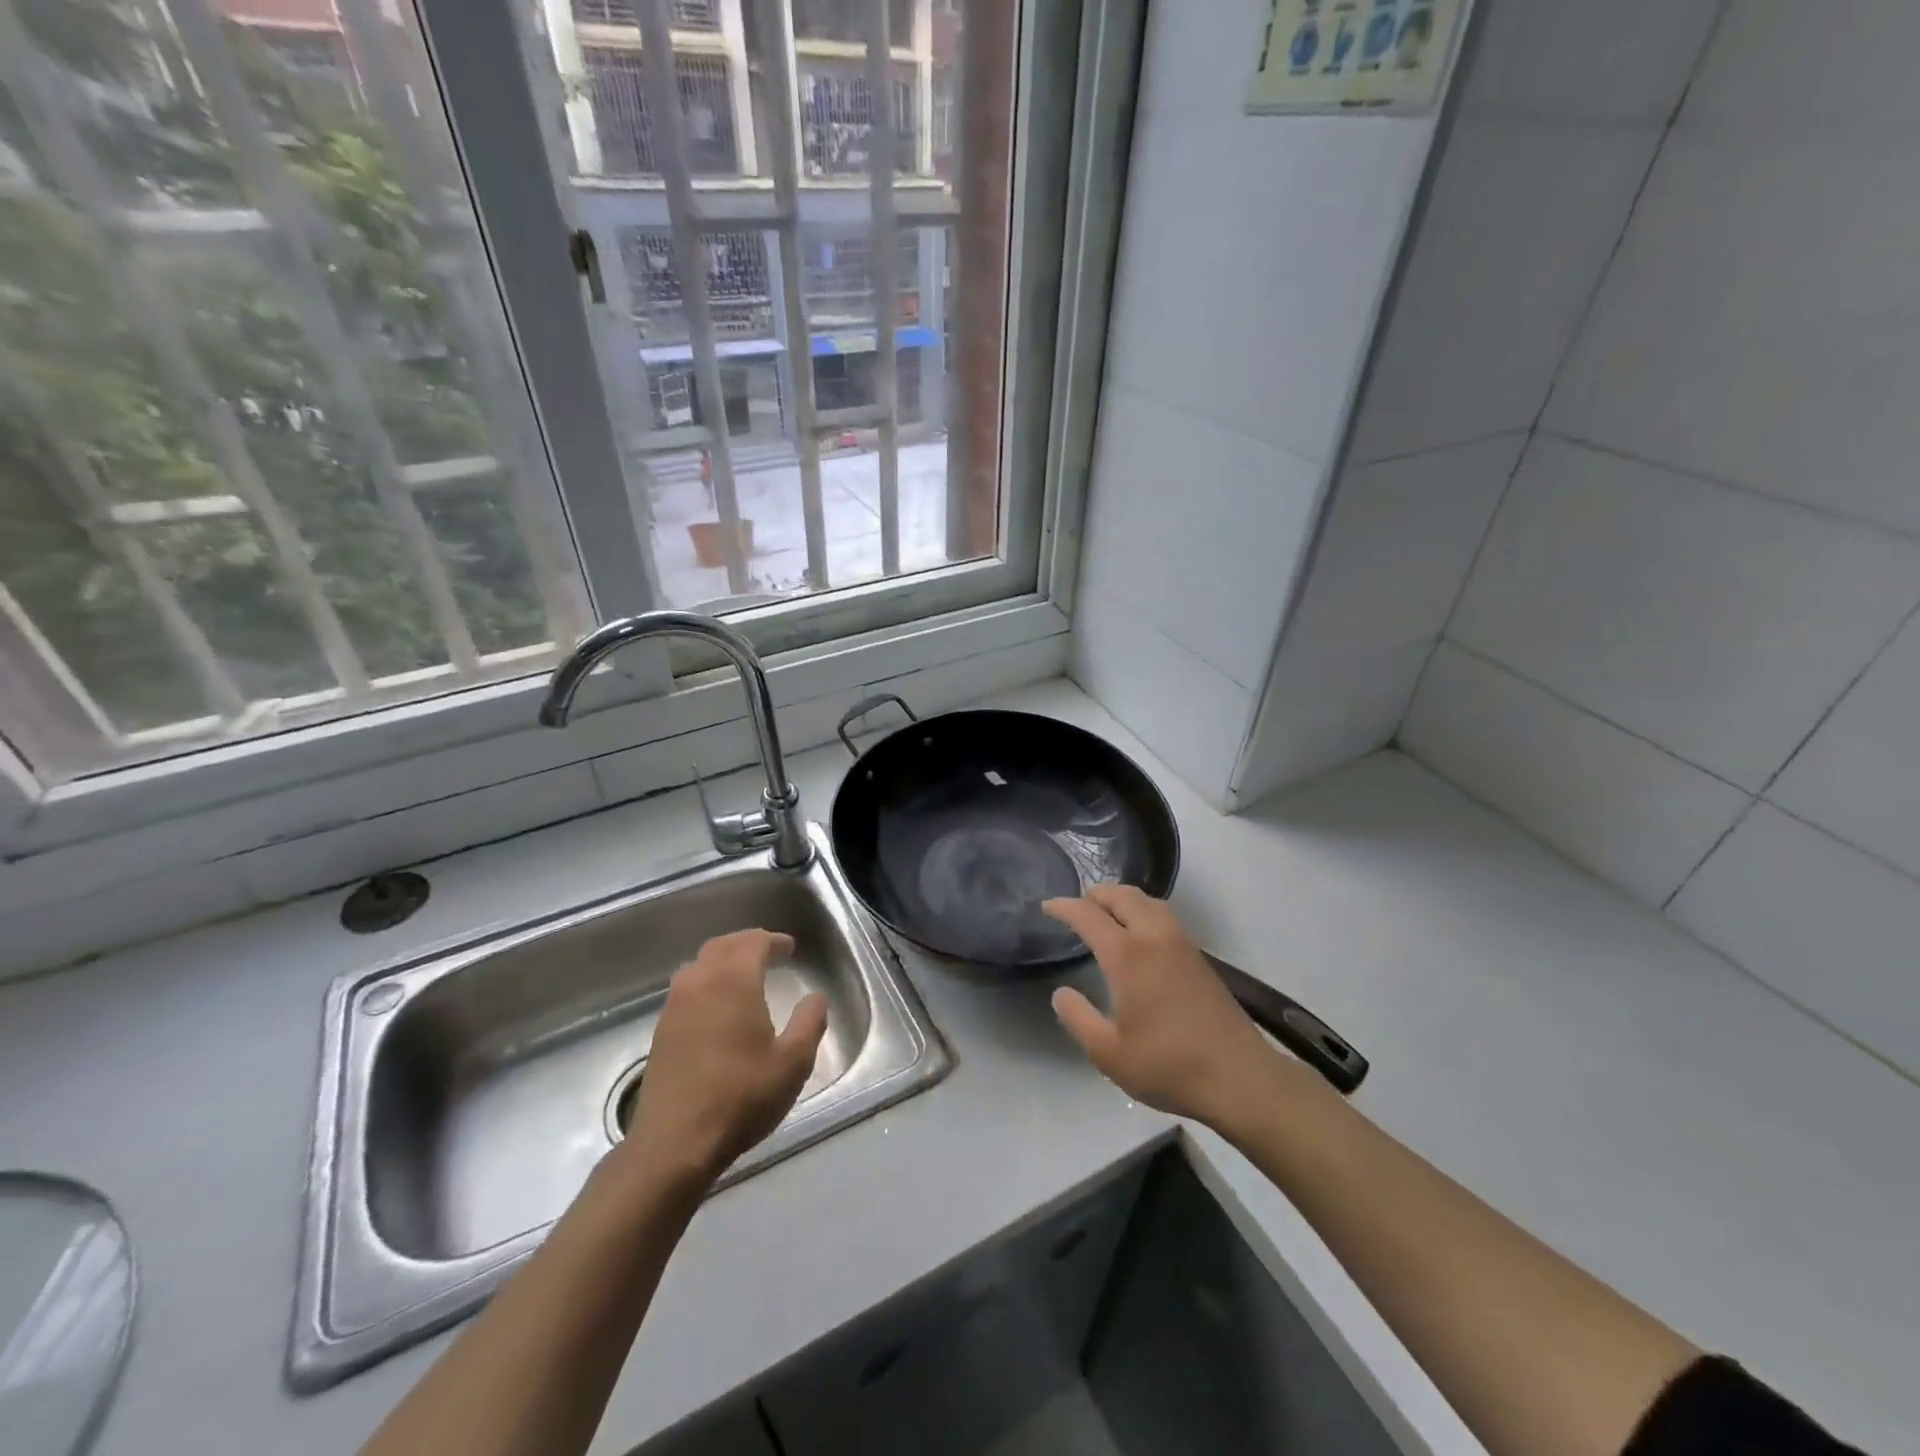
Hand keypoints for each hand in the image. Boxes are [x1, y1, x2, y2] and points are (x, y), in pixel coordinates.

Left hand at [616, 930, 828, 1191]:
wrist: (674, 1144)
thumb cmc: (741, 1097)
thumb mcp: (793, 1062)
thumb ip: (810, 1022)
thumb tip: (816, 997)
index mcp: (734, 981)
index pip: (753, 942)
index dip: (773, 940)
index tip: (790, 948)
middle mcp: (700, 983)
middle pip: (722, 946)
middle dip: (747, 944)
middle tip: (769, 953)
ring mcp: (674, 1006)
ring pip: (699, 965)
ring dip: (723, 961)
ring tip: (744, 976)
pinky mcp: (661, 1031)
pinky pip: (686, 988)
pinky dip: (706, 983)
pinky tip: (718, 1007)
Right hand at [1043, 885, 1297, 1127]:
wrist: (1240, 1077)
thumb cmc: (1168, 1065)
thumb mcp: (1108, 1053)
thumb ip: (1078, 1018)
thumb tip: (1061, 993)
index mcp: (1128, 956)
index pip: (1088, 915)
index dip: (1064, 907)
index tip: (1047, 907)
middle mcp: (1154, 938)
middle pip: (1123, 896)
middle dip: (1096, 894)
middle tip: (1077, 907)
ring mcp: (1182, 945)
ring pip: (1149, 901)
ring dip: (1123, 899)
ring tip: (1107, 914)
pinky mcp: (1199, 958)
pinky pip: (1165, 916)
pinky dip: (1144, 911)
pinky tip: (1140, 936)